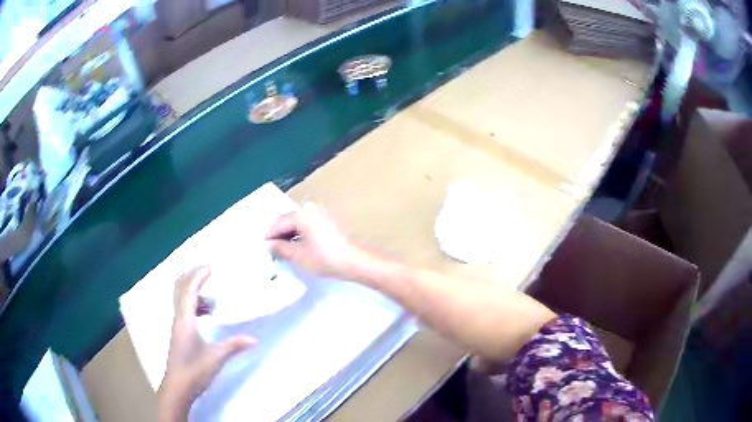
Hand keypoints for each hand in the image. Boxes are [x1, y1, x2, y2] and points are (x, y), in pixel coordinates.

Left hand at [158, 266, 255, 420]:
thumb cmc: (194, 370)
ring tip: (213, 298)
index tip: (212, 265)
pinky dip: (194, 304)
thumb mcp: (216, 357)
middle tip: (209, 271)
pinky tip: (206, 314)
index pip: (190, 288)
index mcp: (185, 319)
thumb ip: (234, 345)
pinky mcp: (179, 333)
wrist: (177, 387)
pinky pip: (184, 309)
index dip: (199, 274)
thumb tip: (255, 339)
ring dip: (194, 291)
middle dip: (193, 275)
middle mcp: (178, 317)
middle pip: (180, 287)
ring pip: (181, 298)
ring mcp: (177, 325)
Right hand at [266, 203, 359, 278]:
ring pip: (299, 223)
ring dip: (289, 235)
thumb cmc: (325, 258)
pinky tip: (297, 247)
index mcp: (303, 215)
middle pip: (289, 220)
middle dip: (279, 234)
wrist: (357, 261)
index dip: (270, 235)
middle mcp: (312, 210)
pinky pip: (308, 226)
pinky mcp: (329, 223)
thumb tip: (269, 244)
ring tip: (283, 250)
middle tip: (271, 249)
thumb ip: (281, 248)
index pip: (280, 222)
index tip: (263, 248)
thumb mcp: (299, 255)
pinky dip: (300, 235)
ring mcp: (322, 215)